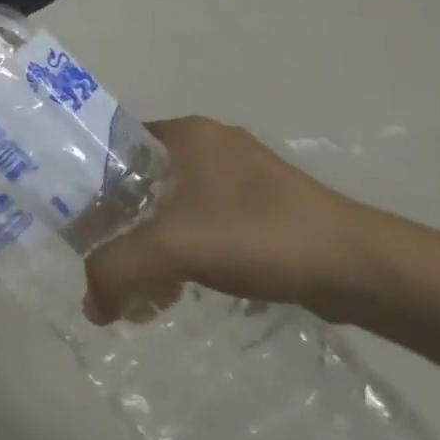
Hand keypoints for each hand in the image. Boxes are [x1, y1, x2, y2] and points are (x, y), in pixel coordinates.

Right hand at [83, 116, 365, 325]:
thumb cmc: (260, 234)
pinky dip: (188, 249)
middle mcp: (211, 144)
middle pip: (144, 178)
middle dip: (122, 219)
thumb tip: (89, 306)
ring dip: (155, 239)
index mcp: (186, 132)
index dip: (92, 180)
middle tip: (104, 256)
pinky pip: (207, 221)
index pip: (118, 145)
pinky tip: (184, 285)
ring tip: (142, 282)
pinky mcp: (266, 208)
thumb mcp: (174, 248)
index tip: (78, 220)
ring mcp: (242, 176)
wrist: (361, 266)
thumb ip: (118, 270)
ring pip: (176, 203)